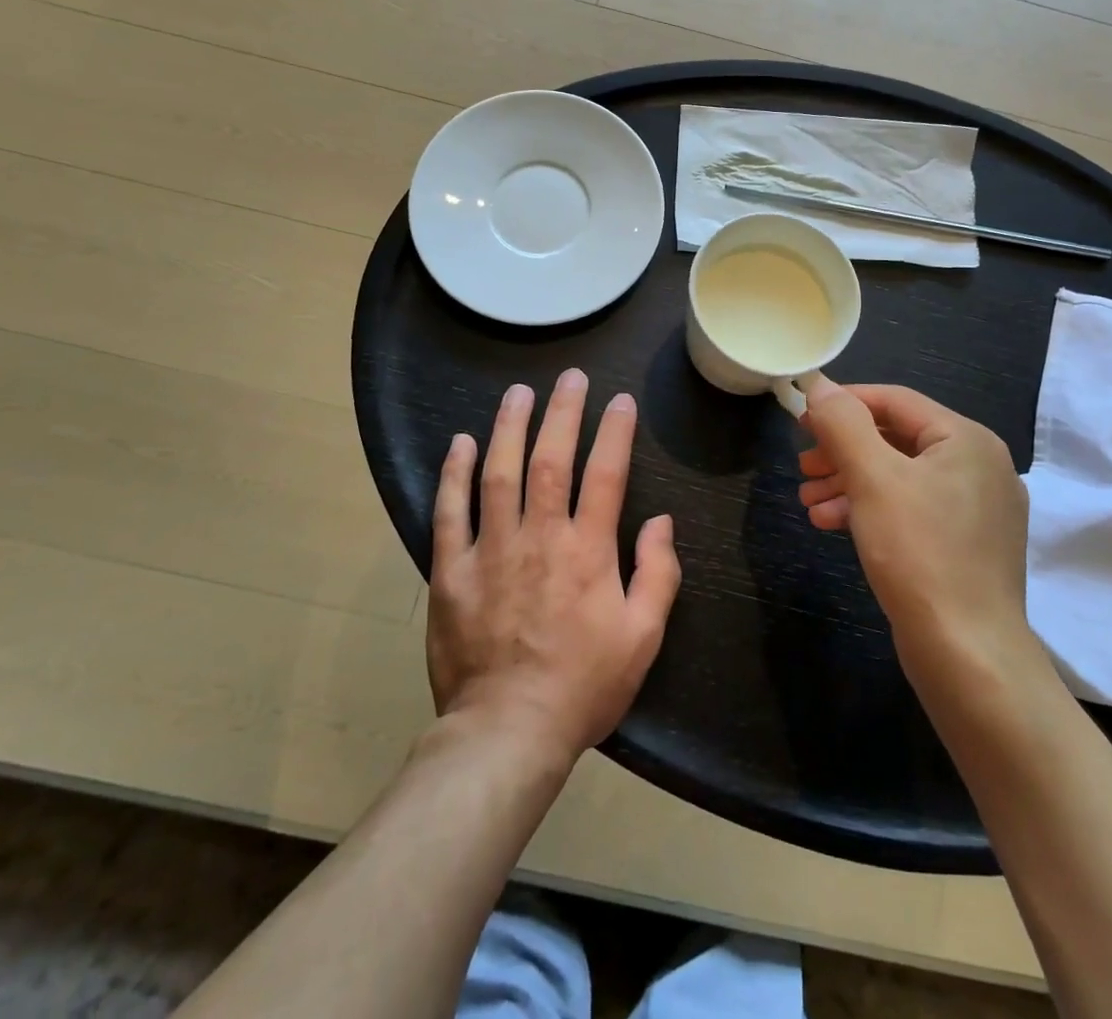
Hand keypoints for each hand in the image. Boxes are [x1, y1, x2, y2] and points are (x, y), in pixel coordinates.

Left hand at [428, 369, 680, 761]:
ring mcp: (491, 550)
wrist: (508, 733)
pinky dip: (454, 473)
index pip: (605, 474)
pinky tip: (461, 442)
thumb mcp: (643, 637)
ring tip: (518, 392)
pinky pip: (450, 512)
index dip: (615, 432)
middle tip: (569, 377)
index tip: (621, 401)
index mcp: (588, 551)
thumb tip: (661, 520)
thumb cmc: (583, 686)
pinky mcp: (451, 571)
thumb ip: (658, 573)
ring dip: (509, 427)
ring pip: (499, 473)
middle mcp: (539, 537)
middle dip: (562, 412)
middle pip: (550, 459)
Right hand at [800, 378, 1034, 667]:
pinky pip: (911, 509)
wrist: (967, 655)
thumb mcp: (873, 479)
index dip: (844, 403)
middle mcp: (979, 466)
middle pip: (897, 439)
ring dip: (849, 482)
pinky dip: (870, 510)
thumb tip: (821, 386)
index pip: (896, 401)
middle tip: (802, 466)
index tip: (801, 419)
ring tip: (807, 500)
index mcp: (967, 440)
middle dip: (842, 450)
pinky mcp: (966, 545)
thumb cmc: (919, 553)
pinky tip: (831, 523)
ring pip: (900, 477)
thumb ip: (844, 425)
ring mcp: (977, 509)